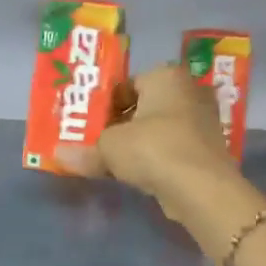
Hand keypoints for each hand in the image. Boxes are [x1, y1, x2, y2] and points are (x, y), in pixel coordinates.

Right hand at [58, 64, 235, 213]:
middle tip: (95, 142)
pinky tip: (137, 174)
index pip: (127, 83)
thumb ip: (85, 150)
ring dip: (137, 143)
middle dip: (120, 124)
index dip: (104, 104)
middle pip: (144, 106)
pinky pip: (171, 148)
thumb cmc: (153, 150)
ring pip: (158, 129)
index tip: (87, 124)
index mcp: (166, 76)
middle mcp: (188, 92)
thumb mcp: (109, 148)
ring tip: (111, 161)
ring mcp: (202, 122)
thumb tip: (59, 156)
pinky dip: (155, 158)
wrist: (201, 189)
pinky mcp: (206, 150)